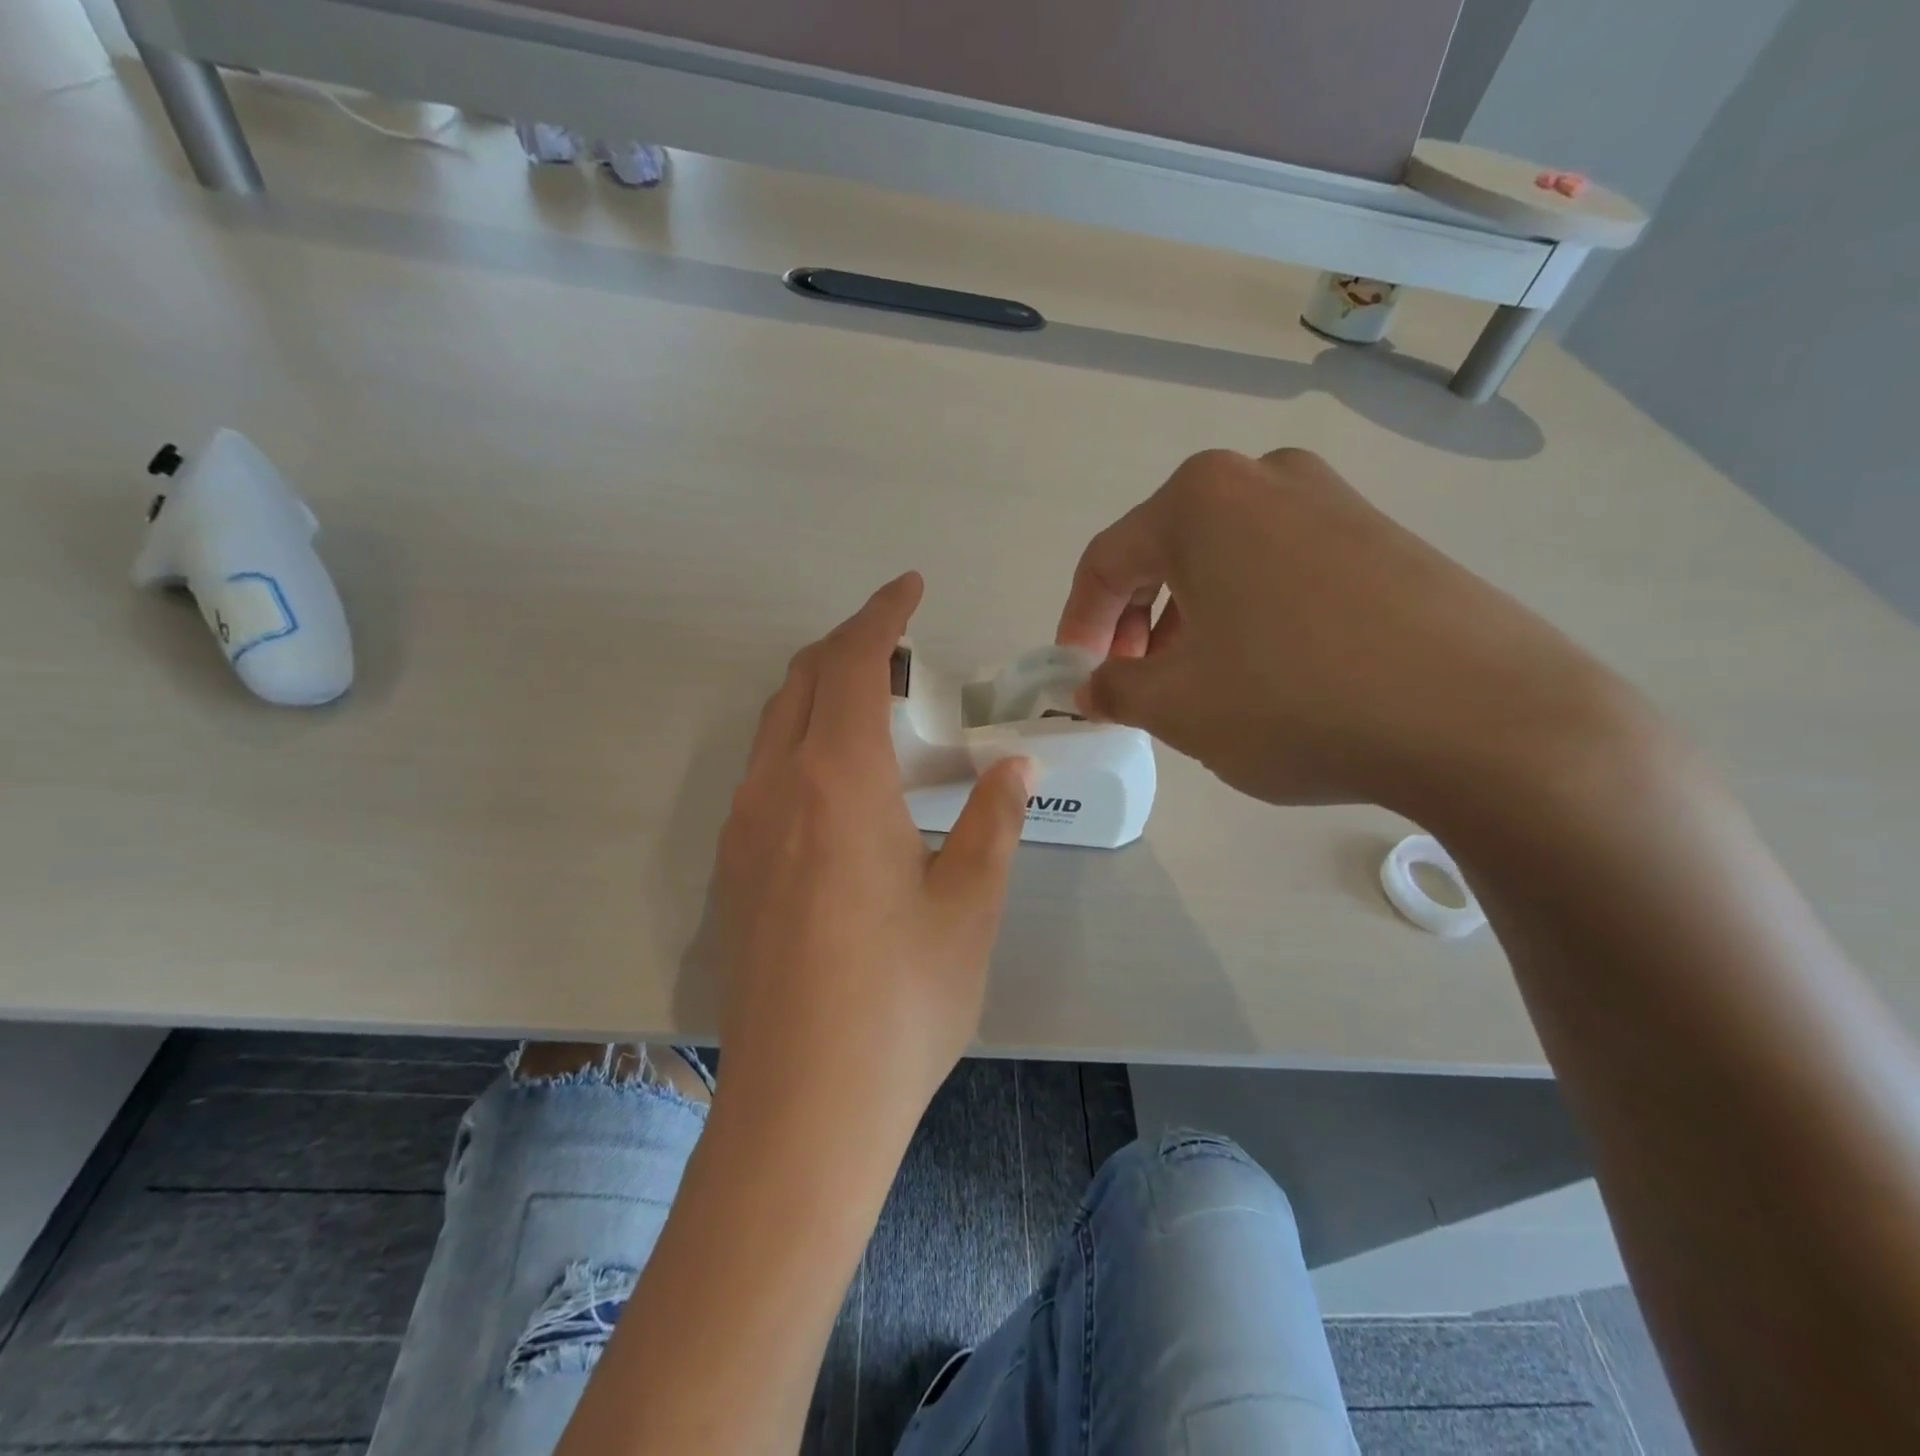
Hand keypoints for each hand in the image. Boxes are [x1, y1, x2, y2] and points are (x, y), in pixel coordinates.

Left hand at [709, 572, 1032, 1128]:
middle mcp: (775, 790)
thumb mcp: (968, 906)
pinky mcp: (731, 873)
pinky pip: (761, 774)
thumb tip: (1011, 766)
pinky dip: (800, 745)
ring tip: (876, 710)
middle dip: (849, 645)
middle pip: (803, 681)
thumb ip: (991, 823)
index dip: (882, 615)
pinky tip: (839, 788)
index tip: (910, 588)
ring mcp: (741, 831)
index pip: (853, 663)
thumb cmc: (901, 1000)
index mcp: (838, 782)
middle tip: (901, 647)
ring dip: (821, 695)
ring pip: (775, 726)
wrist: (802, 1106)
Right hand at [1056, 448, 1643, 818]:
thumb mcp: (1178, 707)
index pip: (1106, 561)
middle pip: (1167, 554)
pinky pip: (1285, 571)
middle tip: (1138, 683)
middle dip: (1139, 623)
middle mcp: (1264, 479)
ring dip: (1194, 622)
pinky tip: (1271, 673)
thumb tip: (1093, 684)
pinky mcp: (1384, 538)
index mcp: (1199, 501)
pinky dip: (1253, 617)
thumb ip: (1115, 688)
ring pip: (1227, 563)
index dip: (1079, 623)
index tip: (1077, 676)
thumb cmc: (1296, 701)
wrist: (1486, 719)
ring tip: (1203, 686)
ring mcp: (1334, 501)